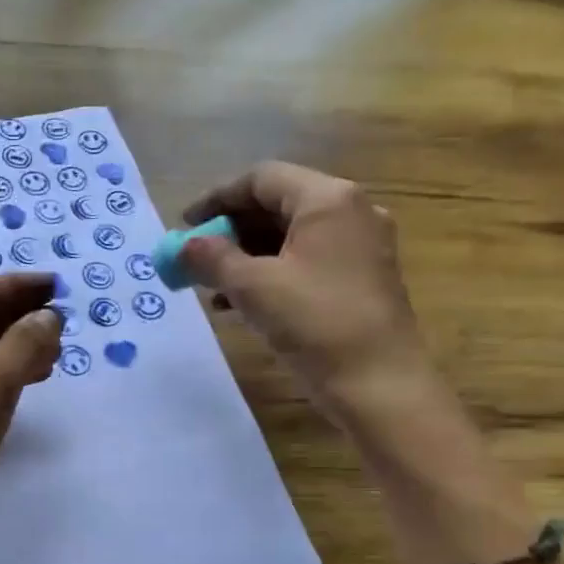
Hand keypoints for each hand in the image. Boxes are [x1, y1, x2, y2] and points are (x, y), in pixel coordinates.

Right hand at [181, 163, 428, 419]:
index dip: (216, 198)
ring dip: (246, 256)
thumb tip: (184, 245)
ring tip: (211, 285)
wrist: (379, 384)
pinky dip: (270, 274)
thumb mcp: (253, 288)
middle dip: (230, 230)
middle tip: (196, 257)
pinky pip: (305, 262)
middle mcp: (350, 211)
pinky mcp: (361, 278)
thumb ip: (212, 259)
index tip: (184, 225)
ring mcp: (360, 246)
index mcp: (328, 199)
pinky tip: (240, 304)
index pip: (261, 179)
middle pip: (277, 205)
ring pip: (290, 237)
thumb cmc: (316, 323)